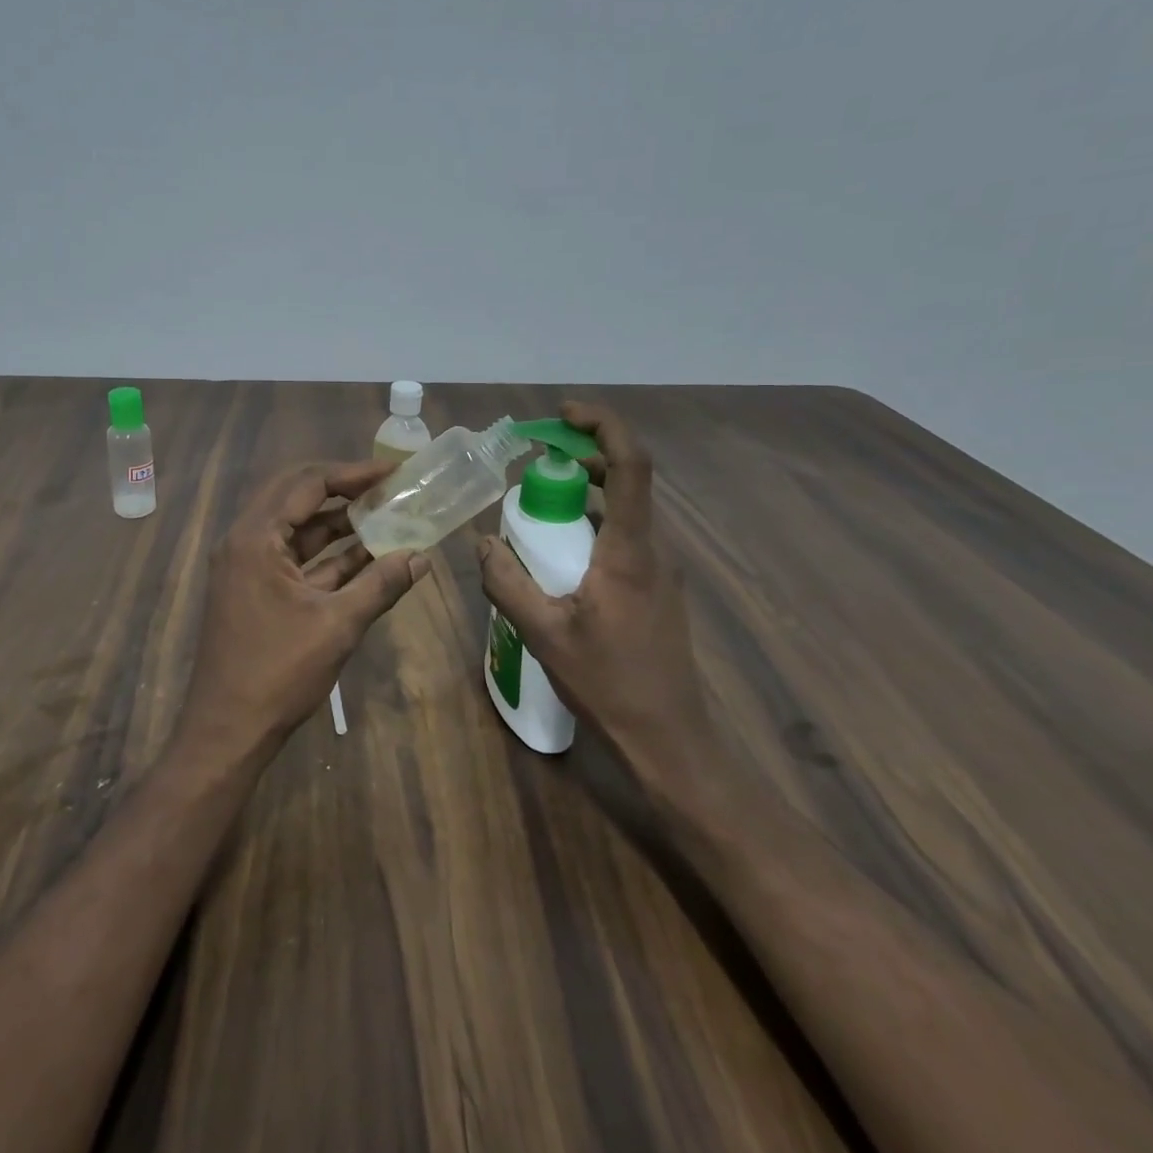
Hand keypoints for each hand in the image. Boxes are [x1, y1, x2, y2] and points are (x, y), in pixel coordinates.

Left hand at [177, 460, 428, 760]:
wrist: (227, 731)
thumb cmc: (278, 673)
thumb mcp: (337, 625)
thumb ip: (381, 585)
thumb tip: (422, 557)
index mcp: (255, 538)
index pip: (307, 483)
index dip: (352, 473)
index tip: (392, 471)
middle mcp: (244, 541)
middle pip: (297, 496)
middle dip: (343, 490)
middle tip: (387, 487)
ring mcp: (246, 566)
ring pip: (296, 527)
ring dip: (338, 523)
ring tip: (386, 515)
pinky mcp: (253, 589)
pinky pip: (293, 557)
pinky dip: (328, 555)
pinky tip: (367, 556)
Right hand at [477, 401, 725, 809]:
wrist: (668, 738)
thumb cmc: (608, 682)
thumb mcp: (543, 632)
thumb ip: (506, 582)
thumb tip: (483, 541)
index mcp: (629, 550)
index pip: (629, 465)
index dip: (602, 426)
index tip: (564, 414)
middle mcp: (652, 549)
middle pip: (626, 479)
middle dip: (583, 455)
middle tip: (536, 457)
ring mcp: (659, 569)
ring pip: (624, 509)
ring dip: (585, 491)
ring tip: (539, 500)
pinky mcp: (656, 588)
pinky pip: (623, 537)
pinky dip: (591, 523)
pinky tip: (559, 552)